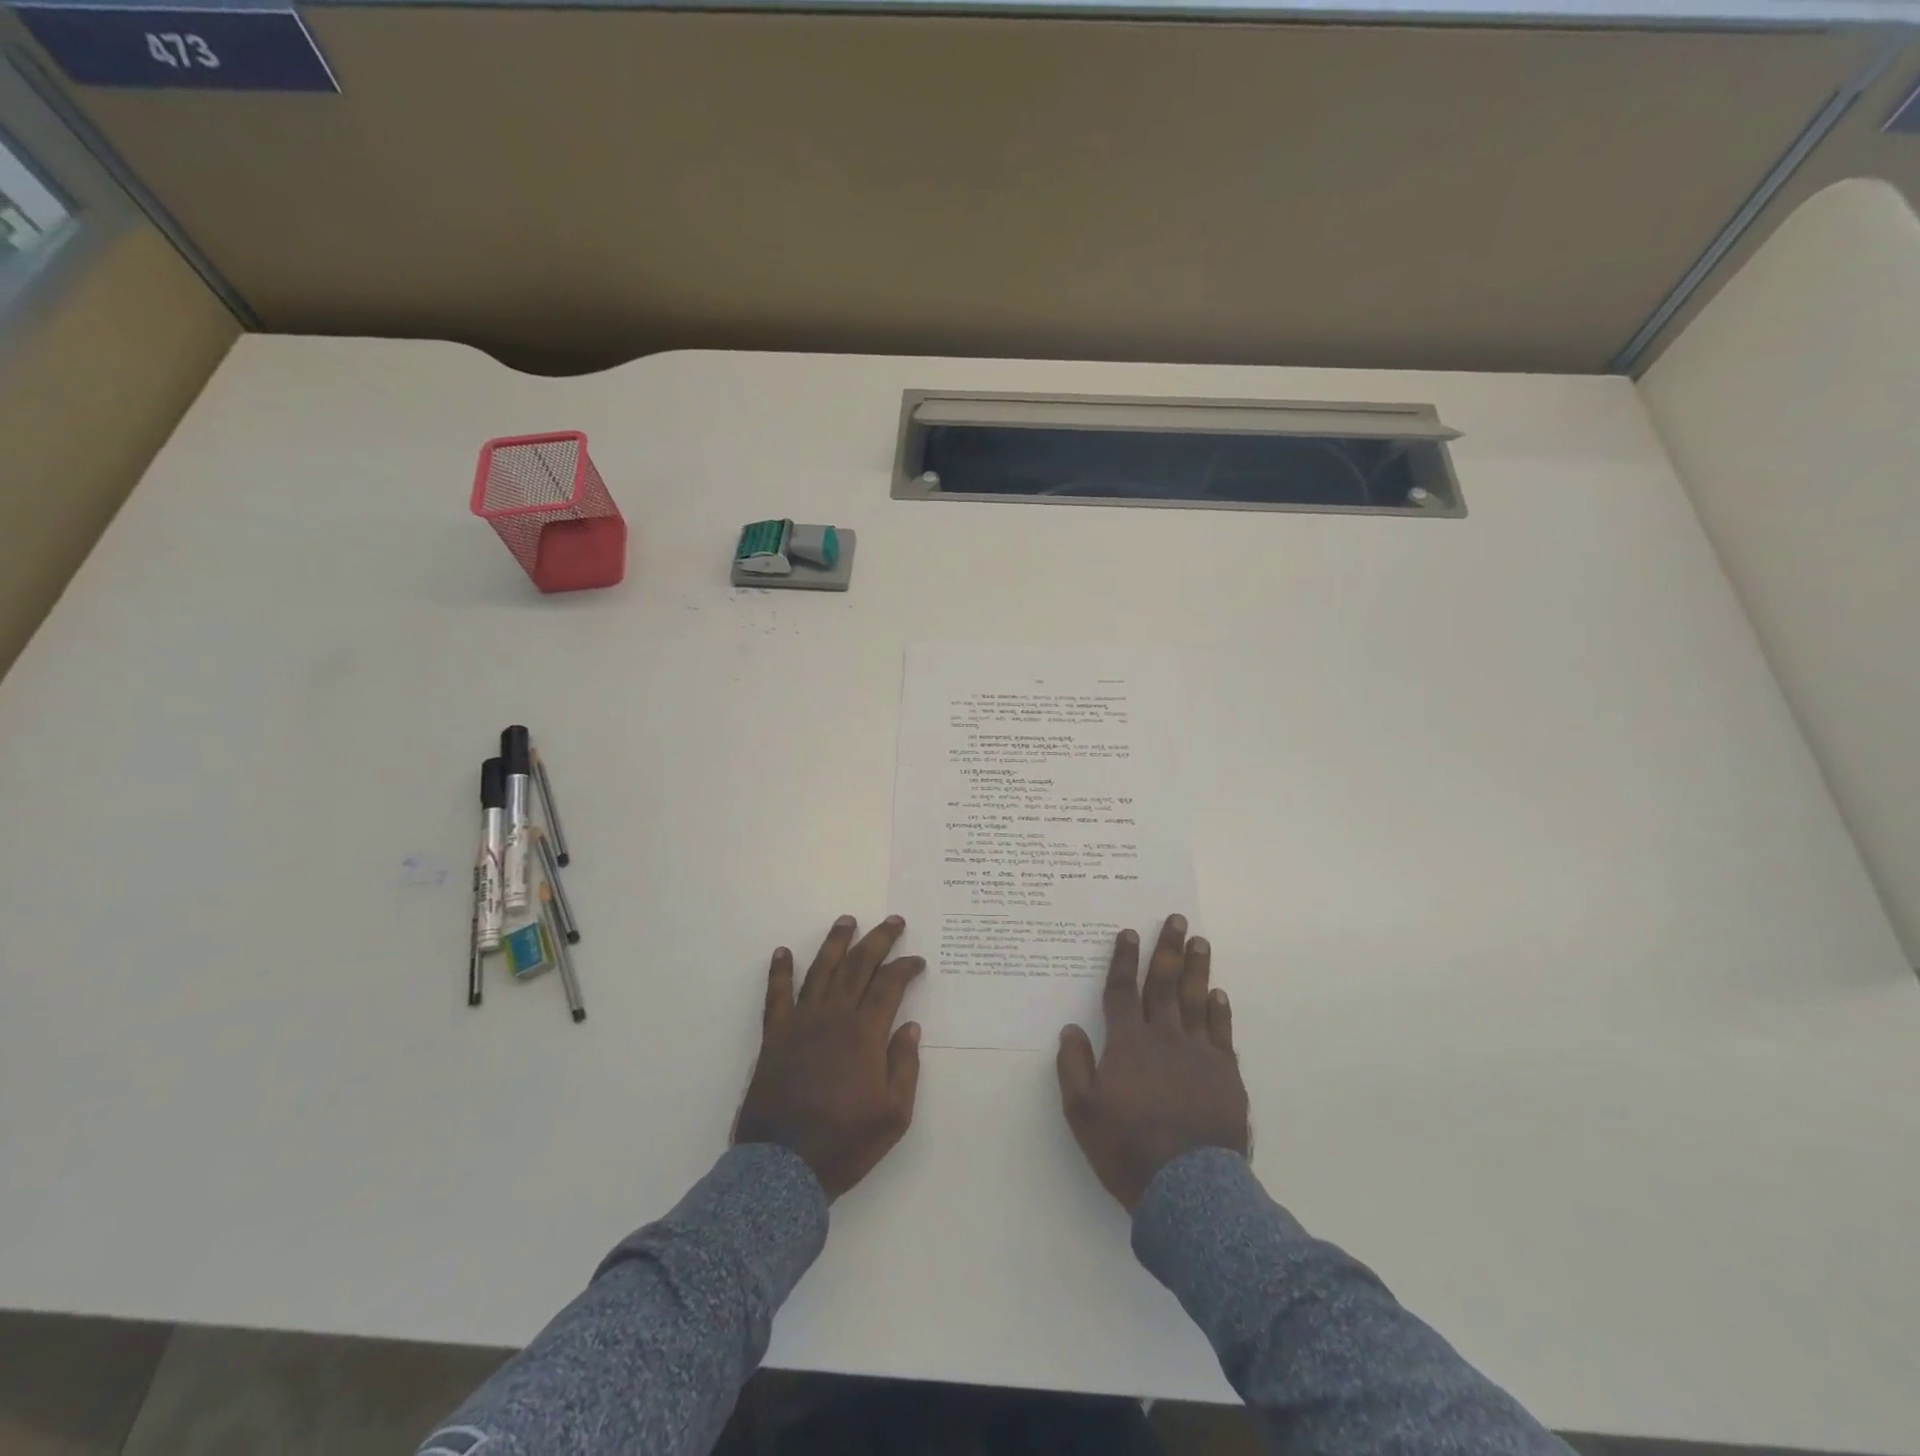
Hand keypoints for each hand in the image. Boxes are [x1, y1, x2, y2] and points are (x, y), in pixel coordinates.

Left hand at [734, 915, 925, 1200]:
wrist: (783, 1168)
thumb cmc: (845, 1142)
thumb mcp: (894, 1115)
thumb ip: (904, 1066)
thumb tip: (910, 1026)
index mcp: (865, 1034)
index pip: (889, 985)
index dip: (905, 967)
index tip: (917, 960)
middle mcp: (834, 1017)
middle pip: (858, 966)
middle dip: (878, 940)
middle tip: (893, 921)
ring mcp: (801, 1023)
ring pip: (821, 970)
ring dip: (836, 943)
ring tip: (847, 921)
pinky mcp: (774, 1036)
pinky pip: (776, 995)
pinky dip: (779, 972)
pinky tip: (782, 952)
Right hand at [1056, 914, 1249, 1209]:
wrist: (1189, 1190)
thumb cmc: (1127, 1149)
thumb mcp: (1083, 1112)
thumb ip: (1074, 1067)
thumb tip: (1070, 1029)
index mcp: (1128, 1044)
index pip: (1122, 991)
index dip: (1123, 960)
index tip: (1128, 932)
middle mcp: (1164, 1038)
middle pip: (1164, 984)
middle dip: (1167, 948)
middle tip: (1176, 919)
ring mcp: (1199, 1054)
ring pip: (1196, 1000)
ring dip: (1197, 968)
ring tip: (1200, 941)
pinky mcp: (1225, 1074)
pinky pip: (1222, 1032)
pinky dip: (1219, 1010)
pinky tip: (1218, 994)